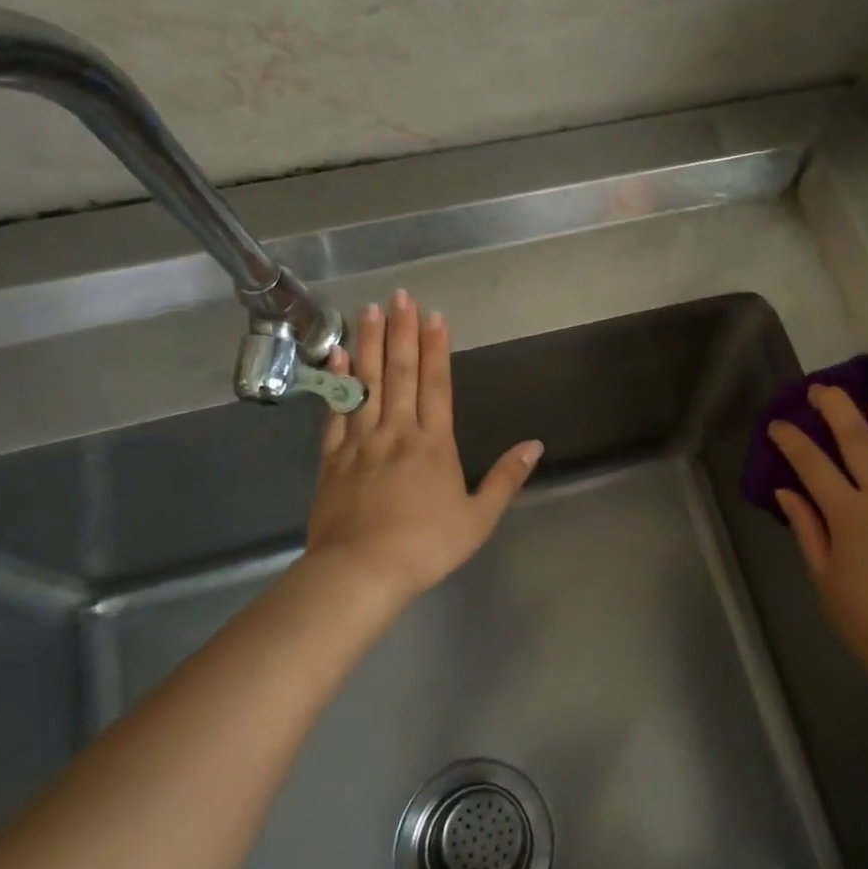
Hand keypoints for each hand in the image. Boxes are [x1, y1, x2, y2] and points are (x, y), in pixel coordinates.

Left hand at [300, 290, 541, 608]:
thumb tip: (535, 445)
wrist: (361, 572)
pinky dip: (338, 381)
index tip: (434, 317)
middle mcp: (397, 432)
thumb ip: (506, 478)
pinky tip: (338, 357)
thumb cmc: (426, 546)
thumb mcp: (478, 518)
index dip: (436, 350)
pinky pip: (336, 411)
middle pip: (400, 373)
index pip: (436, 385)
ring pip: (367, 383)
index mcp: (433, 443)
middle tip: (400, 296)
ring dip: (369, 344)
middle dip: (402, 332)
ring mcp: (361, 441)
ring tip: (370, 311)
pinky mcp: (333, 457)